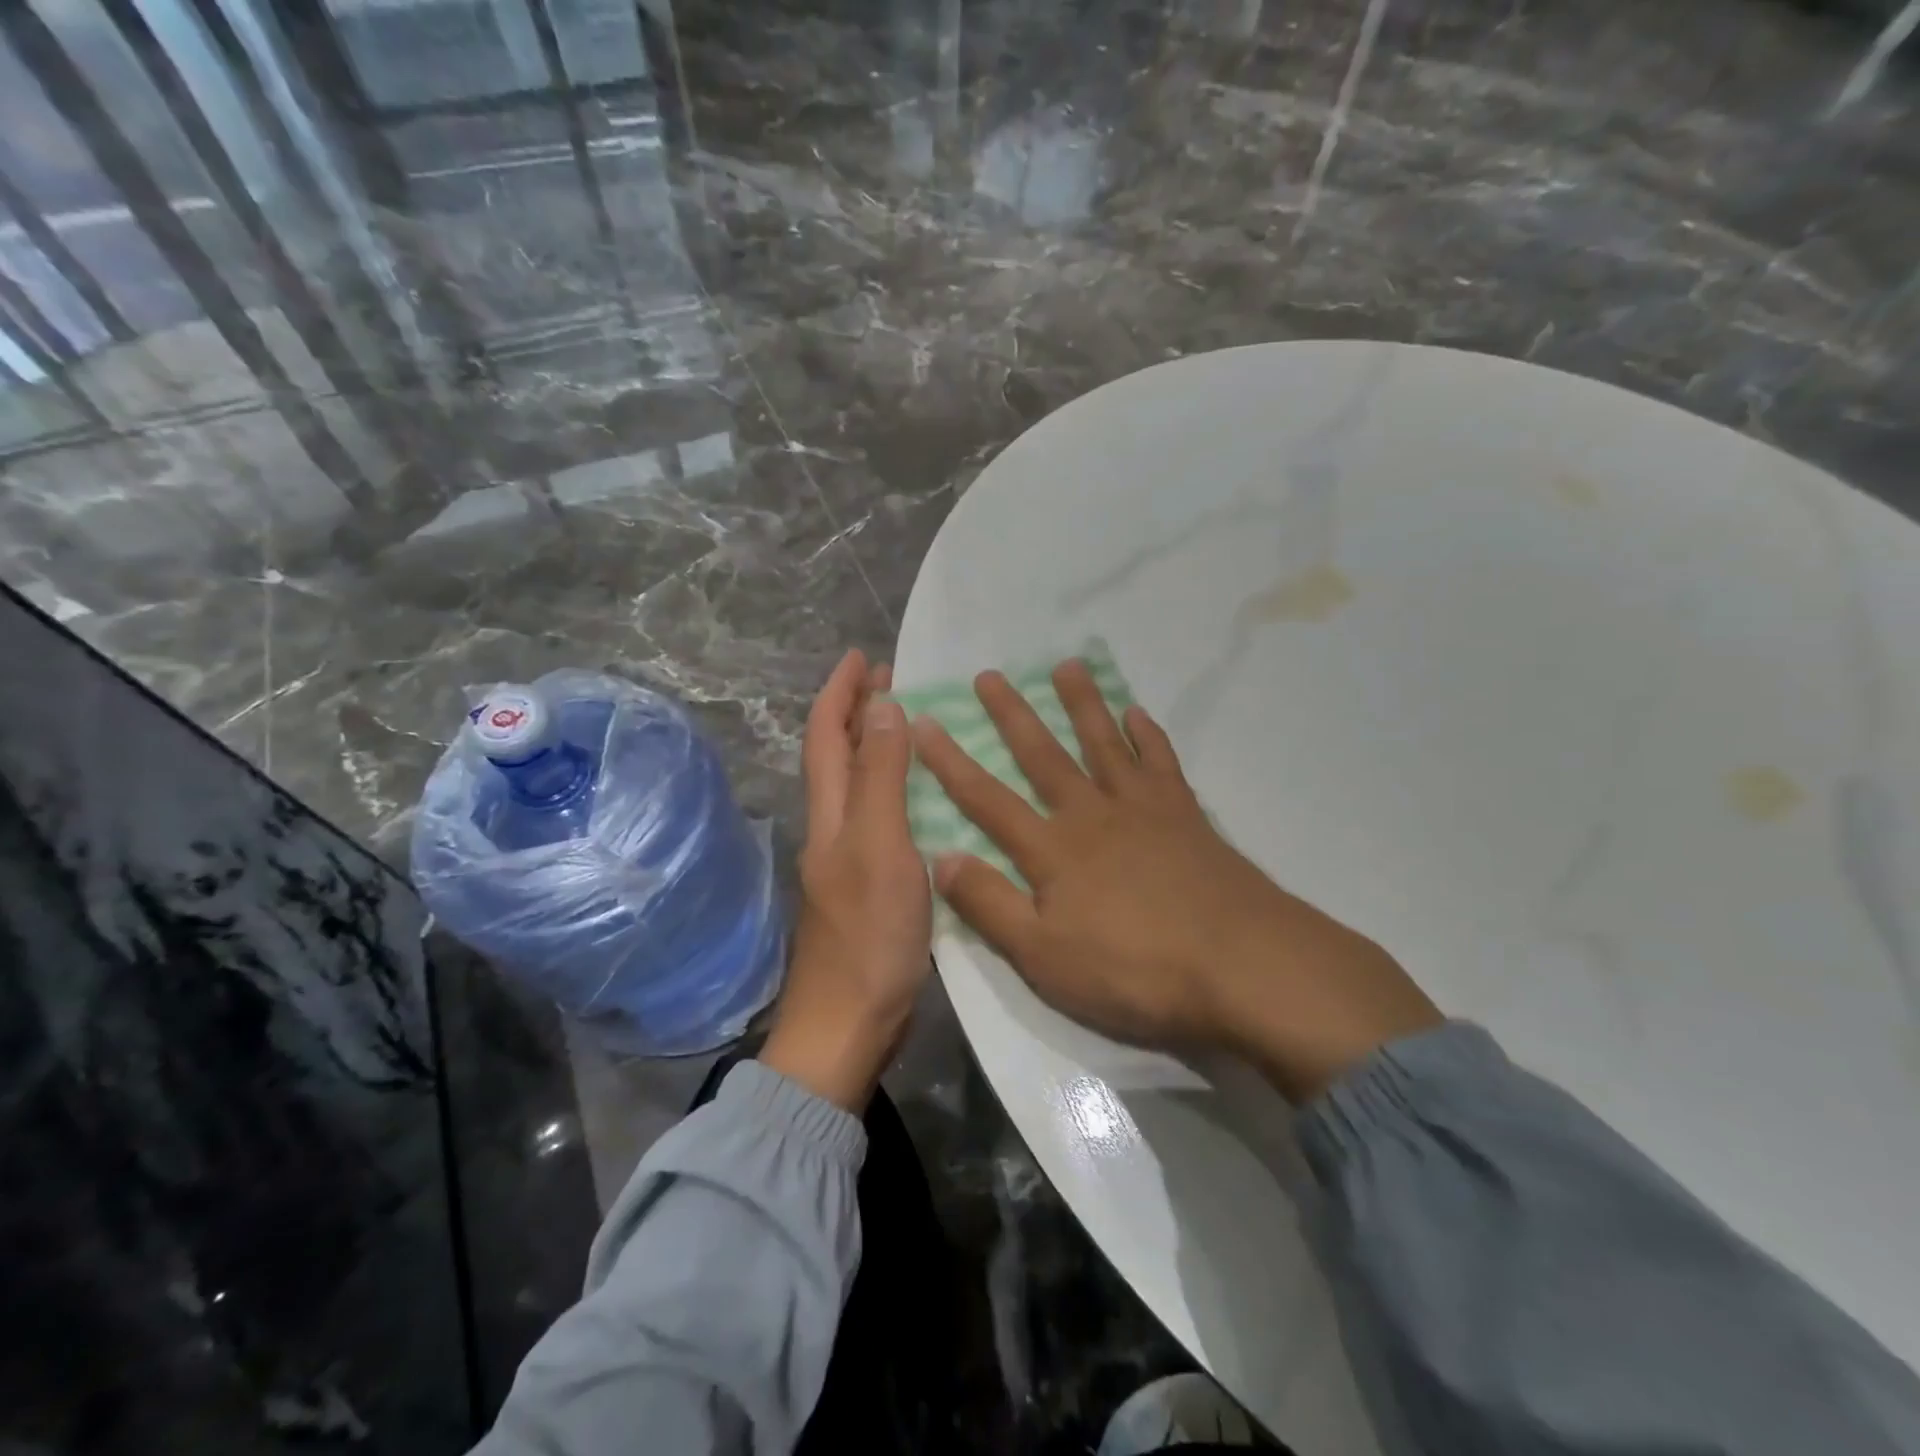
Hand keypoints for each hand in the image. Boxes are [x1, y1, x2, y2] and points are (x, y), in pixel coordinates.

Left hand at [761, 649, 932, 1110]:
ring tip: (910, 722)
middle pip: (838, 755)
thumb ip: (882, 777)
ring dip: (876, 745)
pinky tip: (924, 793)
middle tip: (893, 680)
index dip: (840, 692)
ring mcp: (850, 858)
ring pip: (859, 785)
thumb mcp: (881, 845)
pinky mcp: (871, 883)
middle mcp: (835, 827)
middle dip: (858, 711)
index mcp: (832, 813)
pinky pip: (880, 816)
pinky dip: (895, 786)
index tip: (862, 657)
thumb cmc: (868, 933)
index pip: (826, 734)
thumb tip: (883, 706)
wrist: (850, 1022)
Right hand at [911, 661, 1441, 1102]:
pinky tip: (1139, 713)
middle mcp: (1092, 815)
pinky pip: (1162, 763)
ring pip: (1104, 744)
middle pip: (1044, 756)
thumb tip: (940, 857)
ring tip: (1067, 666)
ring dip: (1082, 704)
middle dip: (1012, 715)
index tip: (924, 722)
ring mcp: (1143, 809)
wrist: (1242, 965)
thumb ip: (989, 905)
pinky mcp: (1186, 816)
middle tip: (990, 674)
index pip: (987, 799)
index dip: (951, 762)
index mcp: (1053, 850)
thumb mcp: (1043, 956)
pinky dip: (1148, 735)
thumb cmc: (1134, 970)